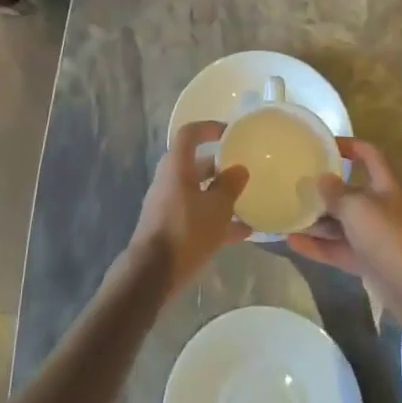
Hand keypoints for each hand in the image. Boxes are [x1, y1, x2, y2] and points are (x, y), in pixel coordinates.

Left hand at [126, 120, 251, 293]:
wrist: (153, 274)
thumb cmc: (186, 231)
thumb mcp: (216, 207)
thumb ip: (230, 185)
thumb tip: (239, 169)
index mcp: (177, 167)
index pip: (189, 134)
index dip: (208, 128)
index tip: (230, 132)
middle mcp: (170, 181)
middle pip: (196, 164)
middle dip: (220, 166)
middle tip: (244, 169)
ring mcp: (169, 205)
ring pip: (198, 192)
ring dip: (221, 195)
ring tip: (249, 201)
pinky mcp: (171, 228)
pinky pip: (198, 215)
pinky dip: (217, 219)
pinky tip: (244, 233)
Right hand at [286, 137, 401, 332]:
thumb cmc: (390, 237)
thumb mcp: (358, 208)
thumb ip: (336, 193)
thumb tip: (321, 178)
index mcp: (385, 186)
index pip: (369, 155)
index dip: (349, 146)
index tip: (323, 145)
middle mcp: (381, 208)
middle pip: (351, 192)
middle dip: (324, 189)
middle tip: (295, 185)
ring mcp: (375, 237)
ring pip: (342, 224)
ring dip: (317, 220)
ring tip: (287, 214)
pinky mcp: (369, 263)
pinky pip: (339, 249)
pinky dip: (318, 247)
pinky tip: (292, 243)